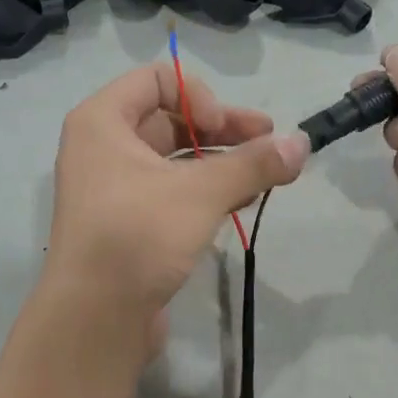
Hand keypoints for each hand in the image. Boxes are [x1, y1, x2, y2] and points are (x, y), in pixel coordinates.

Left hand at [45, 63, 308, 340]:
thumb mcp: (200, 193)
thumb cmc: (138, 235)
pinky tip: (243, 200)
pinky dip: (205, 191)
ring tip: (266, 174)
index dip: (199, 96)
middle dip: (222, 129)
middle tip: (270, 143)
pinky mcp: (128, 225)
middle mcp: (102, 148)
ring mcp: (113, 189)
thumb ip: (253, 164)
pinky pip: (170, 193)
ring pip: (174, 159)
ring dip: (220, 162)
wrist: (95, 318)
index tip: (225, 129)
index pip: (157, 79)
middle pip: (169, 119)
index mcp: (102, 121)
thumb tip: (303, 143)